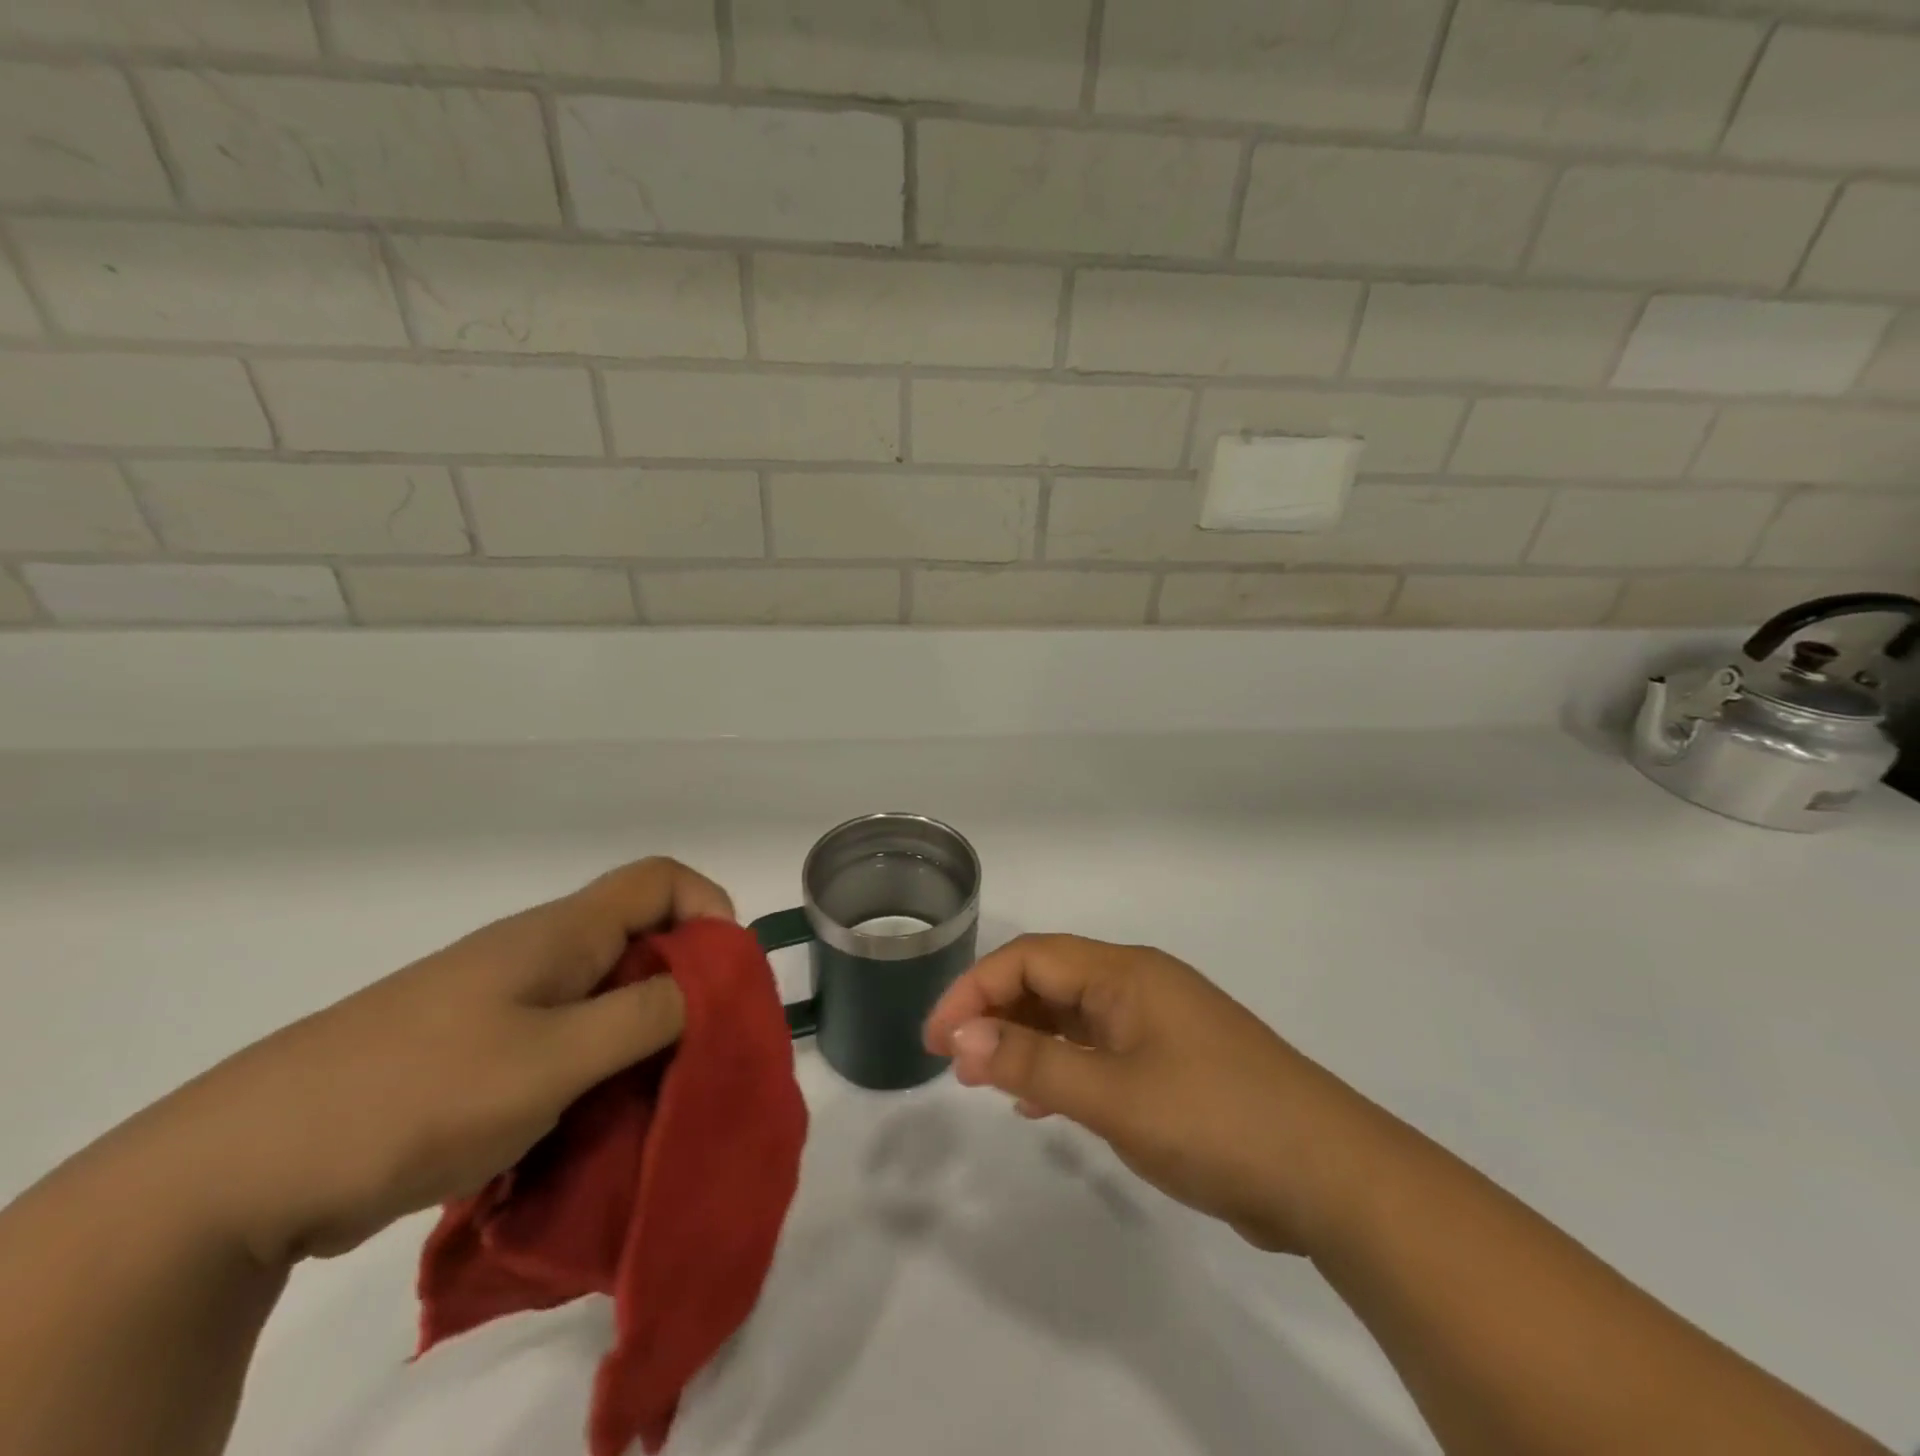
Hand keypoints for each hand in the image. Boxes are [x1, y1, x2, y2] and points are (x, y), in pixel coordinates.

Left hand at [148, 858, 732, 1265]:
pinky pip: (564, 1041)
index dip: (709, 910)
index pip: (661, 879)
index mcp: (561, 933)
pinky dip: (594, 1071)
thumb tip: (708, 988)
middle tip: (698, 1052)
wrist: (242, 1169)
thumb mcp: (556, 1058)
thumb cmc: (419, 1094)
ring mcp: (503, 1002)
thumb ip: (647, 1016)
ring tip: (646, 1098)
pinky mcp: (476, 1050)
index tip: (726, 977)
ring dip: (639, 1038)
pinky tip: (585, 1124)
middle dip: (684, 988)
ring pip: (604, 997)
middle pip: (640, 940)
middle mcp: (538, 953)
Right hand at [923, 934, 1387, 1254]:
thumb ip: (1034, 1063)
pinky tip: (1045, 1102)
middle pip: (1050, 980)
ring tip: (988, 1081)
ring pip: (1073, 1015)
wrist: (1330, 1175)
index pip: (1031, 959)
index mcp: (1125, 973)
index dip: (975, 990)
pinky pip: (1100, 1049)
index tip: (936, 1038)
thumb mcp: (1113, 1095)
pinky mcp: (1174, 1063)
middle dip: (995, 1012)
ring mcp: (1159, 1024)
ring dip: (1027, 1039)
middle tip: (954, 1061)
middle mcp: (1139, 985)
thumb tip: (961, 1037)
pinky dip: (1063, 1065)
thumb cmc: (1214, 1120)